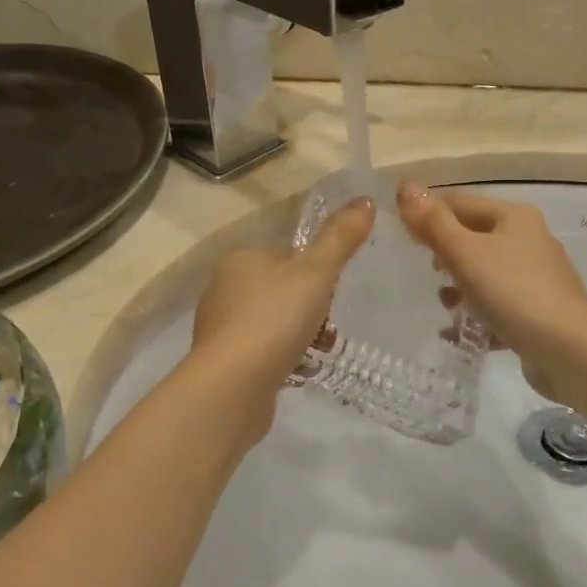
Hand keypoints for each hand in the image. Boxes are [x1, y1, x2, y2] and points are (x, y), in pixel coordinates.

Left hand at [187, 198, 375, 446]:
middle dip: (311, 308)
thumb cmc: (274, 318)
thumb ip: (340, 238)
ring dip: (301, 335)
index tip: (333, 292)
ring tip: (319, 352)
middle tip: (328, 326)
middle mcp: (224, 287)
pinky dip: (284, 357)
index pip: (288, 255)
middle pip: (282, 290)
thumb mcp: (316, 273)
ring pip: (274, 322)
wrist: (233, 385)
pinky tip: (299, 371)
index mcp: (241, 259)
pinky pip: (263, 351)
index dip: (316, 272)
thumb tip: (366, 200)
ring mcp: (221, 326)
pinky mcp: (224, 361)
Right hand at [397, 183, 586, 404]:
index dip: (429, 215)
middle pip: (473, 238)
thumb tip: (405, 186)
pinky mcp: (539, 310)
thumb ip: (432, 222)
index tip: (402, 238)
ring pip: (485, 273)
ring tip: (445, 307)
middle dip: (445, 255)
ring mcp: (536, 277)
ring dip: (460, 288)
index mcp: (514, 216)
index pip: (460, 203)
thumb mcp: (465, 254)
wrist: (570, 350)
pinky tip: (460, 333)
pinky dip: (478, 314)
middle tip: (426, 274)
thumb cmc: (513, 292)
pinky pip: (498, 305)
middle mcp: (529, 239)